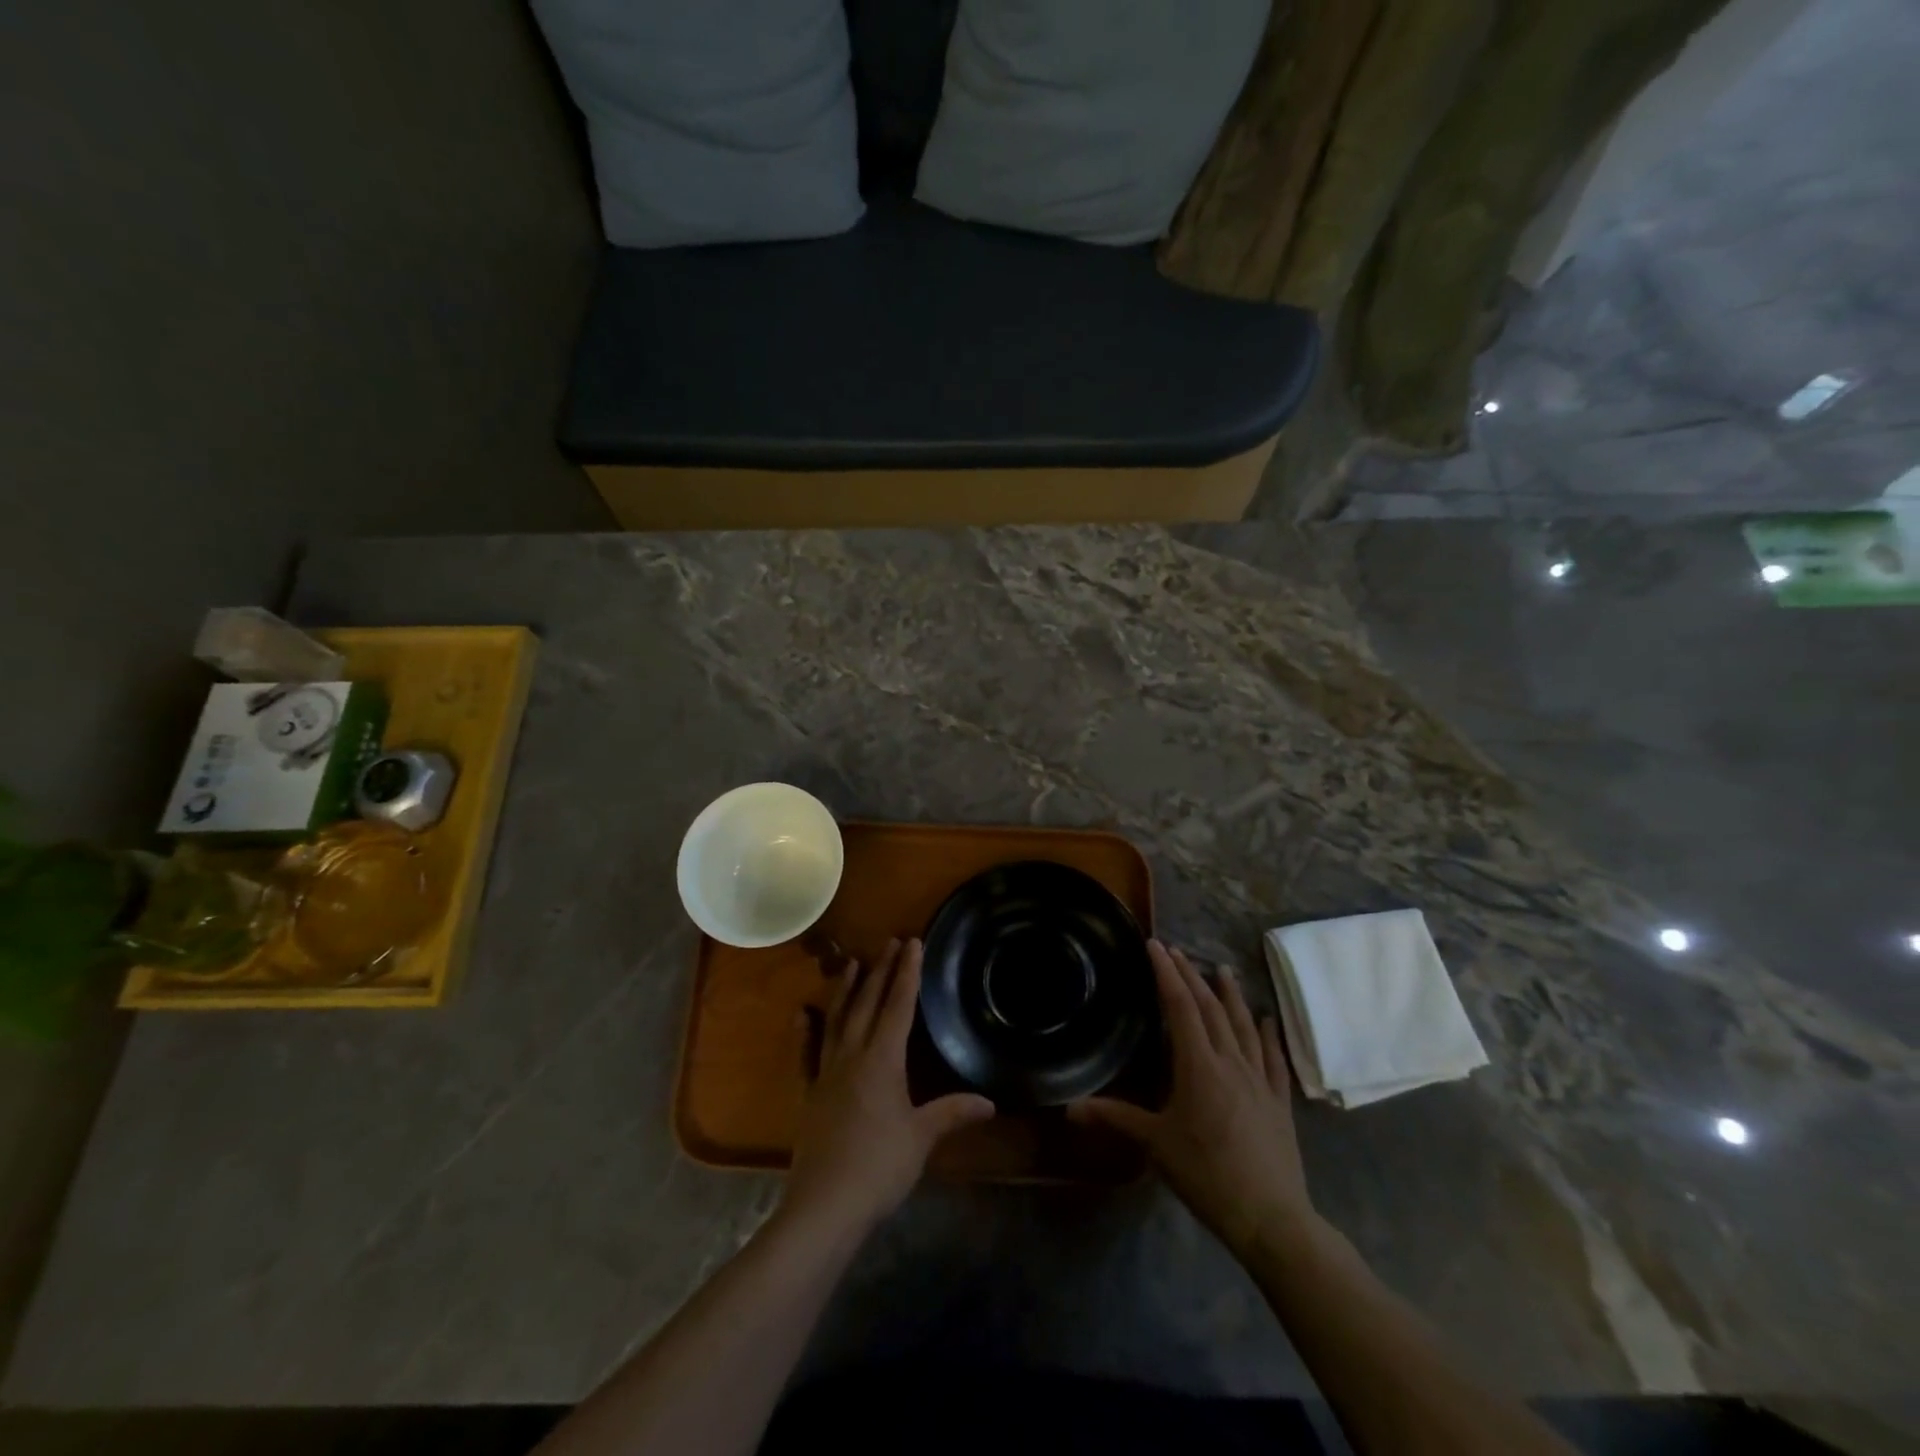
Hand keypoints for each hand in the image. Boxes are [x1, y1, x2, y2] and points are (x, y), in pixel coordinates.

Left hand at [783, 938, 994, 1237]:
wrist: (824, 1206)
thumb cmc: (879, 1167)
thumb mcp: (921, 1138)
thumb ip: (952, 1113)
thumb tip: (989, 1102)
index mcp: (882, 1060)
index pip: (898, 1006)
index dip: (907, 973)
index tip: (912, 942)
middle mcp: (853, 1056)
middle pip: (868, 1004)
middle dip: (881, 971)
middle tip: (890, 942)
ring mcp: (826, 1072)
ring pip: (837, 1020)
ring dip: (846, 990)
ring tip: (852, 963)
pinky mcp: (809, 1094)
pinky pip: (806, 1054)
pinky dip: (805, 1031)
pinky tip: (802, 1013)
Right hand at [1071, 941, 1316, 1258]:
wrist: (1272, 1218)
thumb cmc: (1207, 1175)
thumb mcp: (1156, 1145)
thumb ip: (1115, 1118)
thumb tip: (1069, 1108)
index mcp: (1199, 1067)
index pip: (1180, 1007)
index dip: (1167, 974)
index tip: (1156, 945)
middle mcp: (1230, 1062)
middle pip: (1210, 1008)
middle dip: (1192, 976)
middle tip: (1177, 951)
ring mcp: (1259, 1080)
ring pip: (1243, 1025)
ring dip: (1230, 995)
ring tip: (1222, 968)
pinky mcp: (1279, 1101)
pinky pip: (1273, 1058)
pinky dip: (1268, 1034)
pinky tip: (1266, 1018)